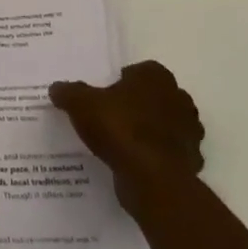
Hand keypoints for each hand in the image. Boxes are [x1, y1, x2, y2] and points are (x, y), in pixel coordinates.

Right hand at [50, 60, 204, 216]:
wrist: (152, 178)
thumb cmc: (119, 128)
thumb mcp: (81, 104)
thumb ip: (69, 92)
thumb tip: (56, 88)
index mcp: (156, 77)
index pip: (139, 71)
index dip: (121, 82)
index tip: (104, 97)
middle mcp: (178, 98)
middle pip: (154, 97)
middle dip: (137, 105)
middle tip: (111, 118)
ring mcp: (189, 131)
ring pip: (165, 125)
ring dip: (150, 131)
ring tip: (121, 144)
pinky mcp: (191, 159)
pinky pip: (169, 153)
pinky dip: (156, 156)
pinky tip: (135, 165)